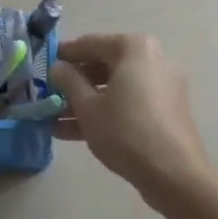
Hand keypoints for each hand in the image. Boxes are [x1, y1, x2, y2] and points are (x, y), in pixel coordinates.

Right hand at [50, 33, 212, 199]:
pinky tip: (74, 132)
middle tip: (48, 94)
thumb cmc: (126, 131)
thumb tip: (57, 67)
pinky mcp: (166, 110)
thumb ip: (68, 81)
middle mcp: (152, 59)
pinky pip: (129, 102)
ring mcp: (162, 85)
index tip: (43, 65)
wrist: (174, 175)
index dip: (63, 55)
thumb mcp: (87, 107)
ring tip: (54, 119)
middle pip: (103, 65)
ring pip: (115, 87)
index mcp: (134, 48)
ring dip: (85, 101)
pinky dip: (106, 111)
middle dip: (74, 83)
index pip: (90, 43)